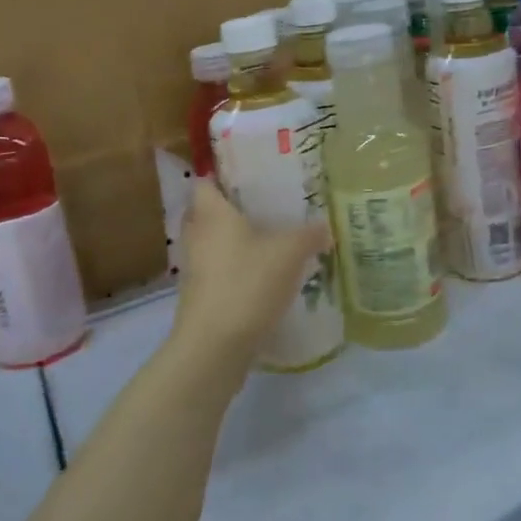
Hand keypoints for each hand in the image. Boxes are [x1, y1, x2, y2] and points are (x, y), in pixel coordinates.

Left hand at [167, 180, 330, 385]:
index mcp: (212, 213)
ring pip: (215, 243)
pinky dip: (237, 268)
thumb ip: (310, 235)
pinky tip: (266, 275)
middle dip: (234, 208)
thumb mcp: (290, 253)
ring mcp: (195, 268)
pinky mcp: (200, 296)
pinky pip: (219, 270)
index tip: (252, 174)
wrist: (214, 346)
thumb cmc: (247, 283)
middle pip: (210, 212)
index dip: (224, 174)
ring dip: (237, 241)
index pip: (206, 180)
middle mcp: (197, 235)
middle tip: (269, 205)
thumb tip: (325, 227)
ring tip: (272, 239)